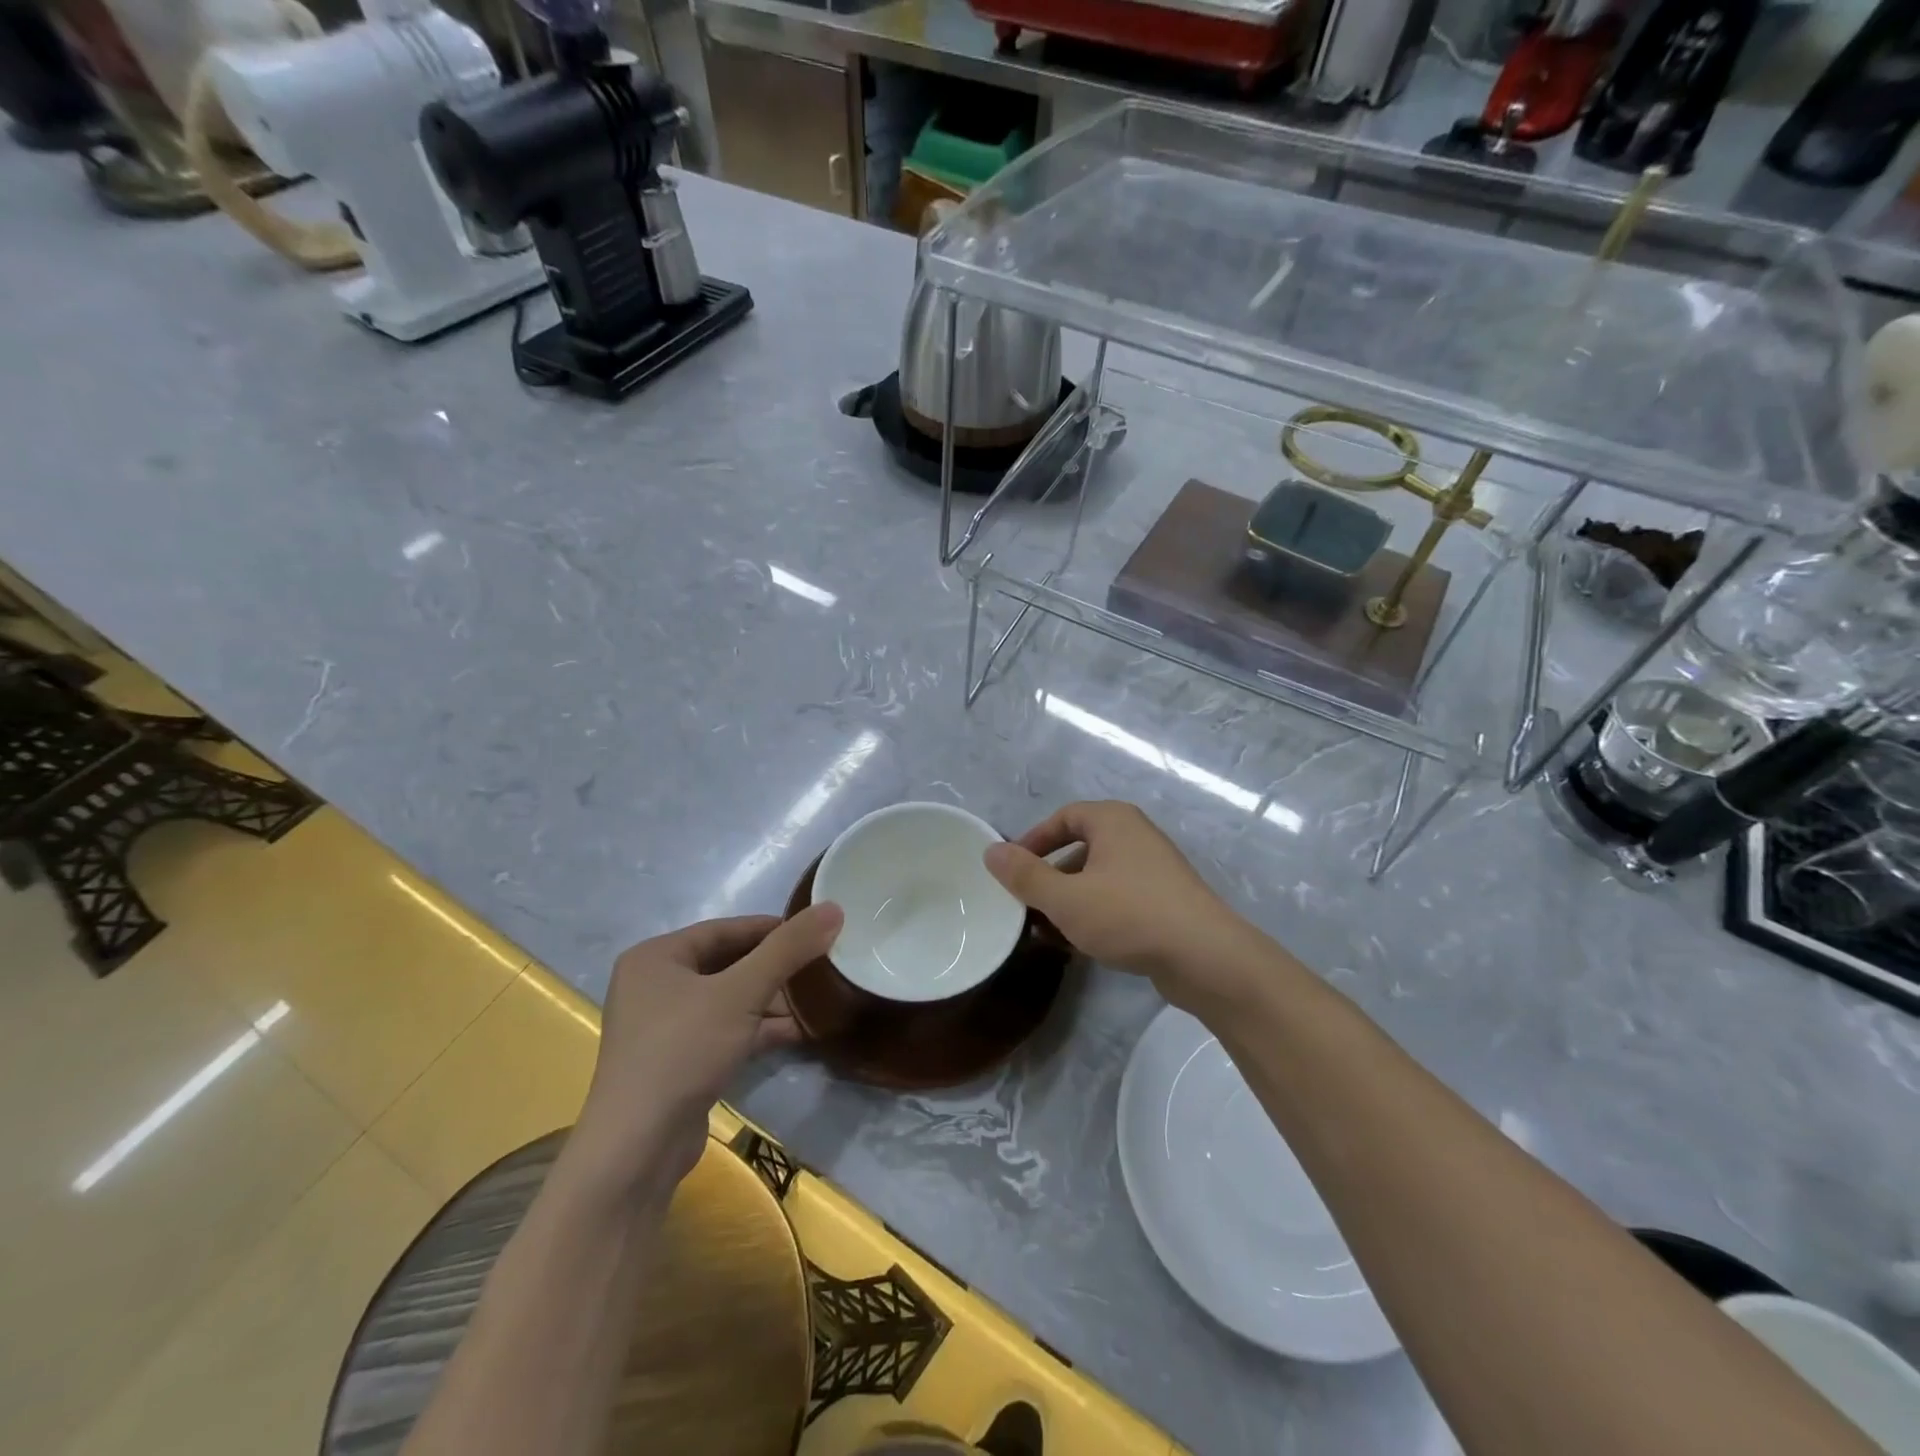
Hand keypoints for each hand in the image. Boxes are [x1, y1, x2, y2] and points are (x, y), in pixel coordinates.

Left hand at [566, 904, 842, 1199]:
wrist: (637, 1149)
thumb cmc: (683, 1051)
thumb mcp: (741, 993)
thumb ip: (787, 949)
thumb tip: (833, 908)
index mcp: (656, 957)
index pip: (724, 929)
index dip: (772, 928)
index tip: (815, 931)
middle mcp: (654, 985)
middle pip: (727, 963)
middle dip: (774, 967)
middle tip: (820, 965)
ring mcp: (663, 1026)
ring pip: (728, 999)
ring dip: (770, 999)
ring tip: (816, 999)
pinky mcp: (678, 1061)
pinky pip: (724, 1030)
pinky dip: (757, 1028)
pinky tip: (798, 1031)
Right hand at [984, 801, 1278, 1013]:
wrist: (1206, 957)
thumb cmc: (1129, 915)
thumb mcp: (1066, 898)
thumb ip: (1025, 876)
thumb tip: (990, 851)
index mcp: (1113, 821)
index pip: (1063, 817)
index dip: (1033, 840)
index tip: (1012, 868)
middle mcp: (1136, 835)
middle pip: (1080, 847)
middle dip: (1050, 876)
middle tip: (1027, 903)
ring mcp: (1155, 869)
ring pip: (1099, 877)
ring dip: (1070, 900)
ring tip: (1048, 930)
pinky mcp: (1166, 901)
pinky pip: (1119, 898)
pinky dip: (1096, 913)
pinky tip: (1082, 944)